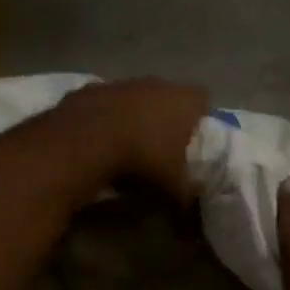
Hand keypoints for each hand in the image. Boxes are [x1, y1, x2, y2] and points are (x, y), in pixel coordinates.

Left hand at [56, 78, 208, 202]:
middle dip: (165, 115)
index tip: (193, 135)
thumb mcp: (172, 185)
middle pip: (167, 95)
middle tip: (161, 143)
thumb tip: (190, 205)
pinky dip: (104, 117)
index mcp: (183, 100)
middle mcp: (155, 84)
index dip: (199, 116)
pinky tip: (99, 139)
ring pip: (134, 96)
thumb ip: (186, 193)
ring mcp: (122, 83)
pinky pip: (105, 103)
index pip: (202, 99)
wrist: (86, 140)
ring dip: (133, 114)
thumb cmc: (143, 157)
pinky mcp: (92, 89)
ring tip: (127, 143)